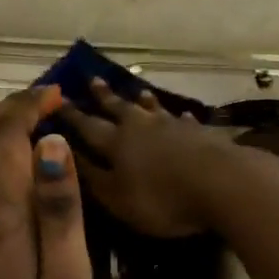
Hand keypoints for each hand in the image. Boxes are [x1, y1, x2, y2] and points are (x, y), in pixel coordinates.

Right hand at [59, 78, 274, 237]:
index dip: (71, 115)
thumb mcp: (117, 198)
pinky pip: (184, 121)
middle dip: (104, 96)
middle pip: (119, 107)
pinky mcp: (201, 132)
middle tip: (93, 79)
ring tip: (137, 91)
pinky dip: (179, 118)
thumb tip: (65, 156)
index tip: (57, 99)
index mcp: (116, 142)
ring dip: (142, 100)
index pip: (87, 126)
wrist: (221, 183)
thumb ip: (92, 178)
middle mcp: (141, 126)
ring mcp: (173, 126)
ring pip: (152, 108)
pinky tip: (182, 115)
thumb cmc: (162, 197)